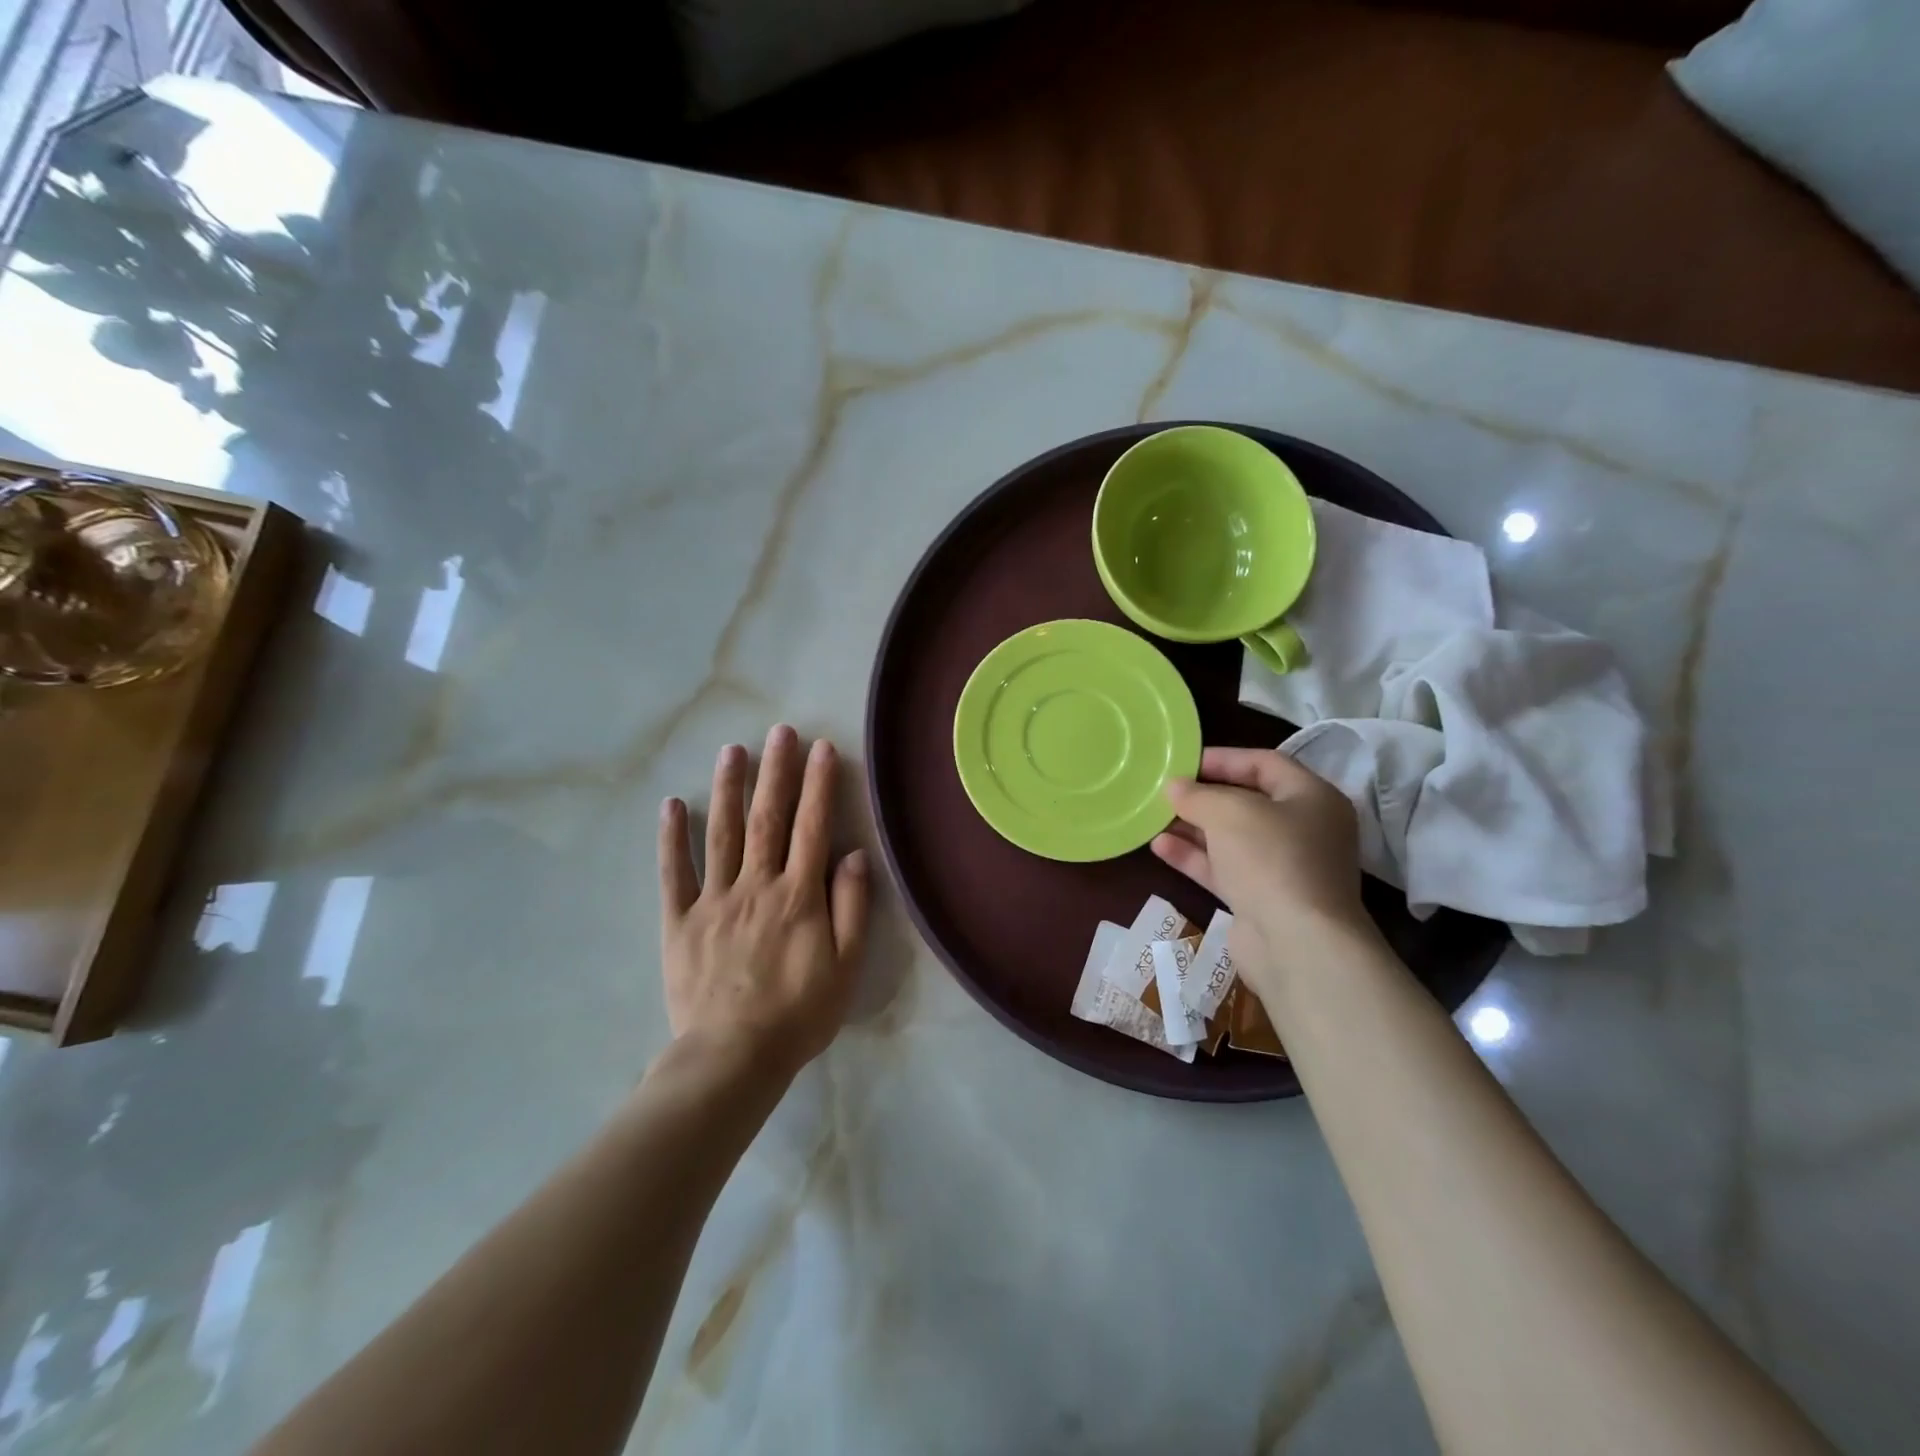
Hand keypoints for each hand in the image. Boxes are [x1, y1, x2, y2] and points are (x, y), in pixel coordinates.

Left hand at [658, 726, 869, 1080]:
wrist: (733, 1058)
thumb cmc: (799, 1014)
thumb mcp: (845, 967)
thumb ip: (851, 907)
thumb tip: (853, 854)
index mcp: (798, 896)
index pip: (812, 827)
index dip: (819, 785)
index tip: (822, 748)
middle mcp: (756, 885)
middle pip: (767, 819)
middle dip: (776, 771)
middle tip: (779, 732)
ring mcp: (714, 900)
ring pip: (722, 833)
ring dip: (728, 789)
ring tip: (733, 751)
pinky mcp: (680, 921)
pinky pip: (674, 873)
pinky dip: (672, 837)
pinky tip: (672, 804)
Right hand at [1151, 747, 1373, 990]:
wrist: (1297, 945)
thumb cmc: (1271, 859)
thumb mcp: (1229, 812)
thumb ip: (1198, 795)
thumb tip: (1174, 787)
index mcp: (1312, 798)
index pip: (1265, 763)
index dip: (1223, 758)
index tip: (1182, 761)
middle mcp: (1304, 830)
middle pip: (1248, 802)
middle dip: (1204, 796)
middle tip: (1165, 790)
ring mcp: (1284, 868)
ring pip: (1232, 838)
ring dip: (1193, 827)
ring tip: (1154, 817)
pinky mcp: (1262, 899)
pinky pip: (1225, 869)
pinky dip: (1195, 857)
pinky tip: (1160, 847)